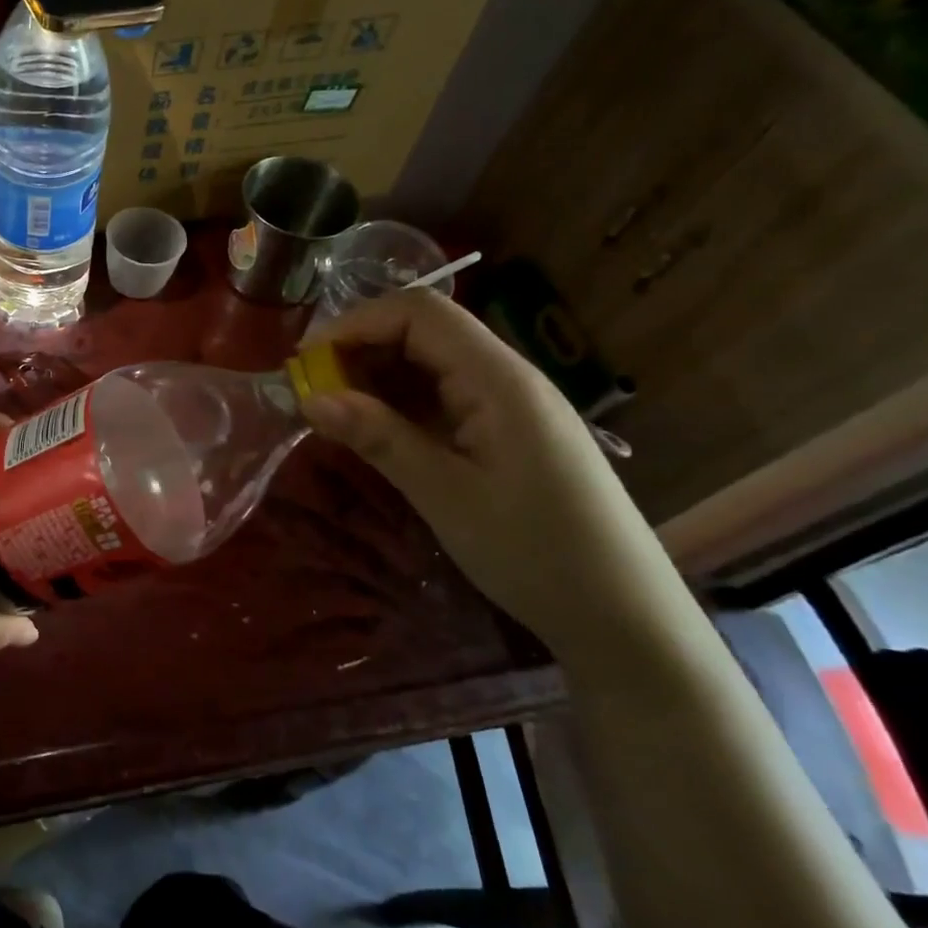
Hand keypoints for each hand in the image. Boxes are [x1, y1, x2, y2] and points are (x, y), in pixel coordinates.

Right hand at [301, 291, 680, 661]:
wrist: (621, 614)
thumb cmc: (534, 552)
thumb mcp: (445, 495)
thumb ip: (379, 437)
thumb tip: (311, 398)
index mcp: (498, 379)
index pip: (419, 312)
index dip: (356, 323)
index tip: (306, 362)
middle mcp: (506, 376)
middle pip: (423, 330)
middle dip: (360, 348)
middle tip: (312, 391)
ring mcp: (509, 404)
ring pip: (431, 363)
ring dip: (377, 377)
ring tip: (334, 413)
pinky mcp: (507, 431)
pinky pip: (444, 396)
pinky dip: (401, 404)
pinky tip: (377, 431)